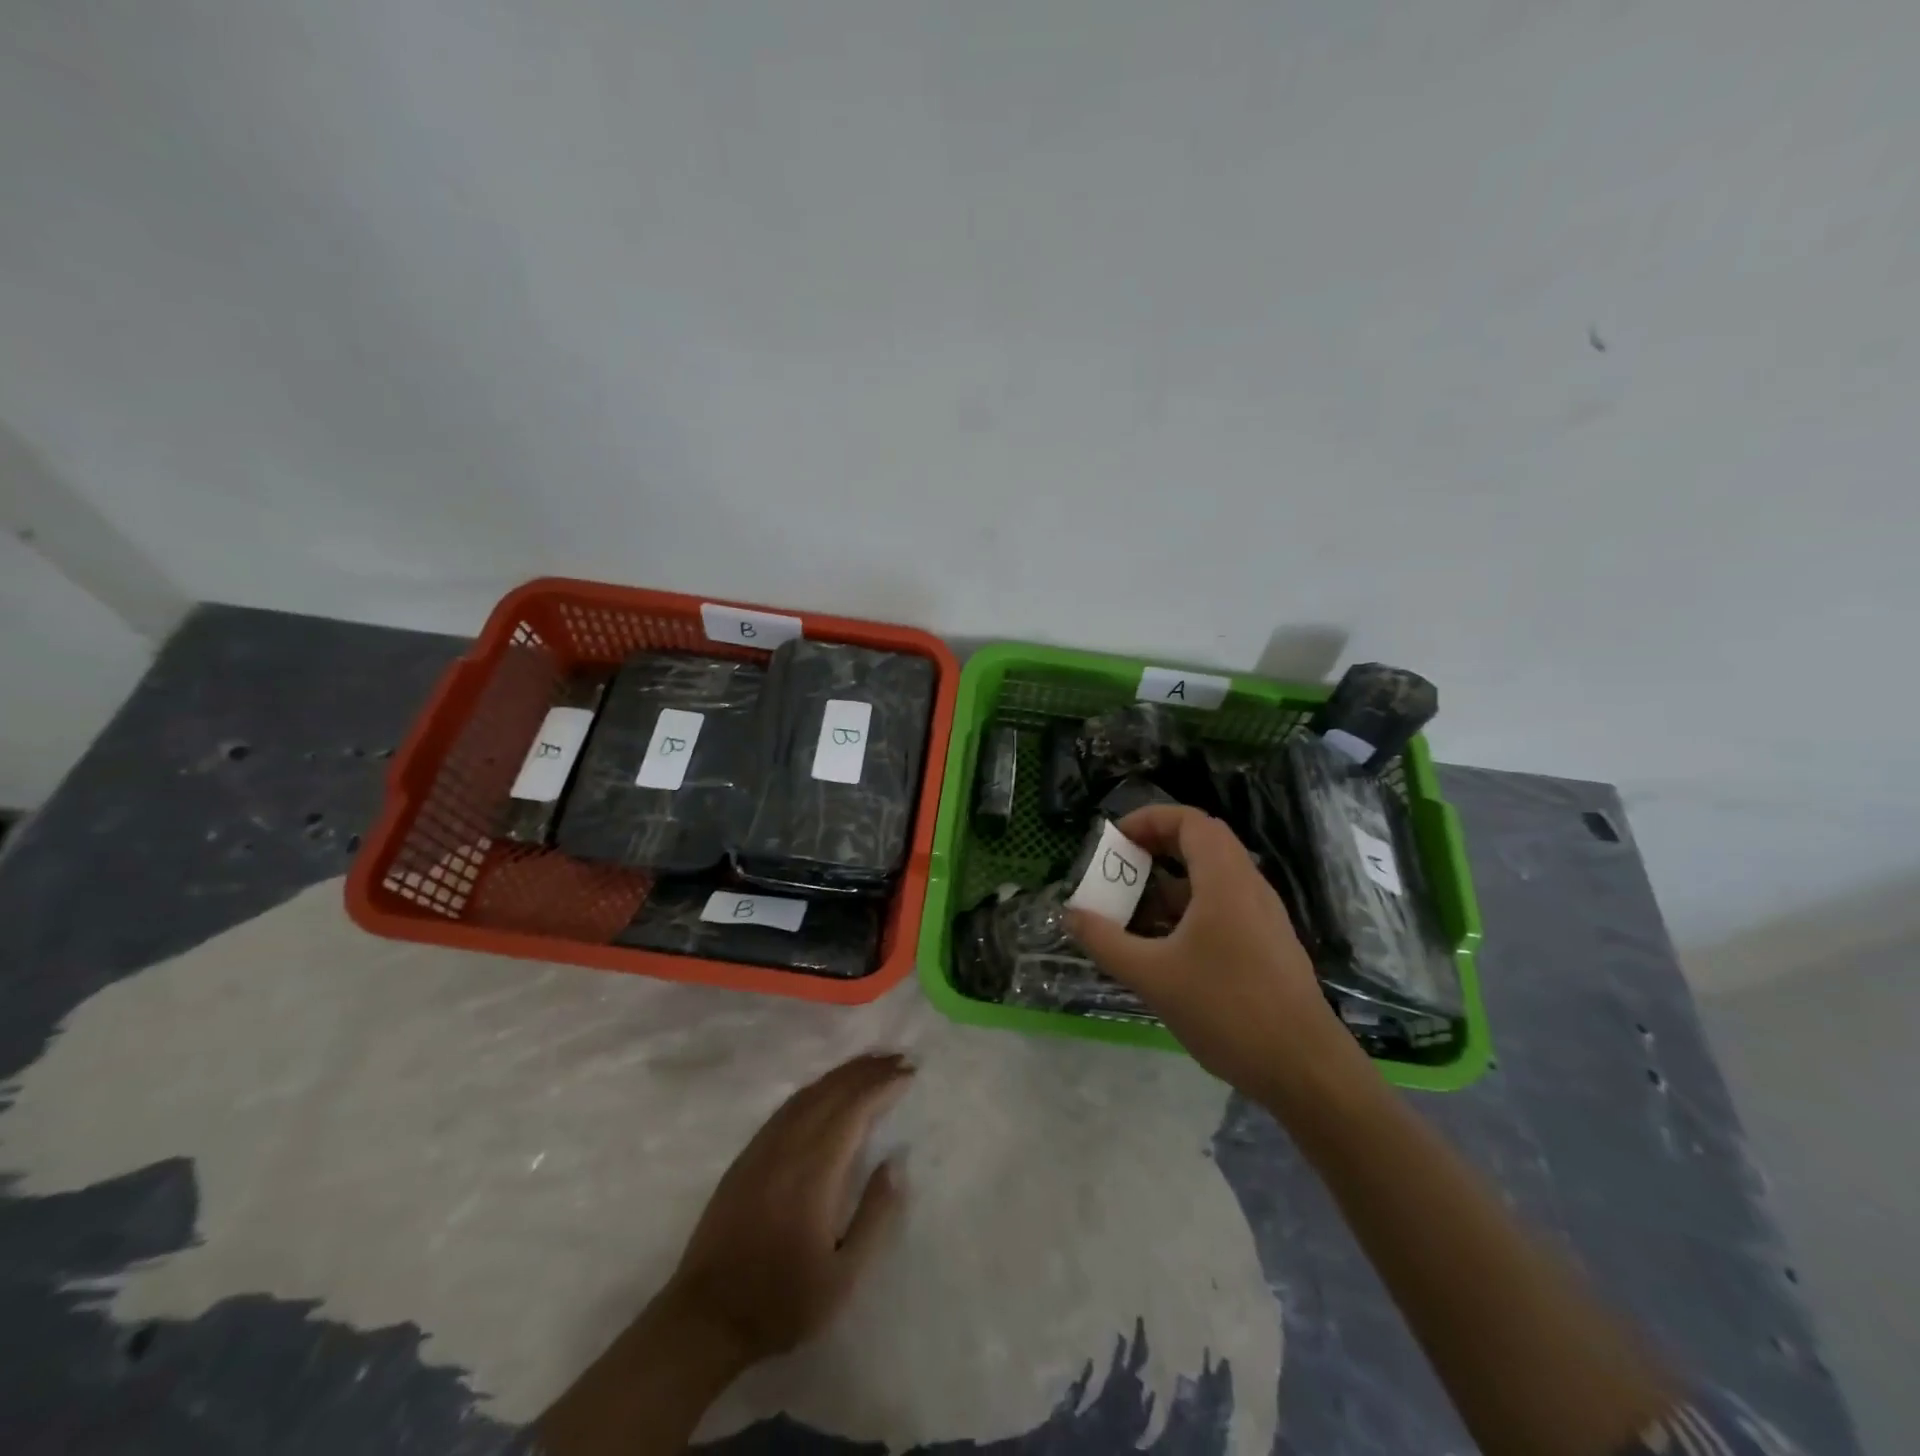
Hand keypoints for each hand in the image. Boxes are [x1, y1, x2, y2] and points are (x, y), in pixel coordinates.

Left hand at [538, 1054, 911, 1455]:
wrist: (704, 1320)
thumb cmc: (781, 1302)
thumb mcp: (843, 1277)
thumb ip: (875, 1215)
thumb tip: (896, 1161)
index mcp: (815, 1170)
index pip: (854, 1109)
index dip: (882, 1085)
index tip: (909, 1071)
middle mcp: (789, 1146)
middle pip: (832, 1092)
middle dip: (867, 1071)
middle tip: (898, 1058)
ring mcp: (763, 1147)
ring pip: (808, 1093)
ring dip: (842, 1074)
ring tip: (870, 1064)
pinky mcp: (747, 1156)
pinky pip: (788, 1106)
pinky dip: (816, 1088)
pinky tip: (827, 1090)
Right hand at [1066, 804, 1357, 1100]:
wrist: (1305, 1070)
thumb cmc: (1227, 1011)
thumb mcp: (1153, 977)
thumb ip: (1106, 942)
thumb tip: (1070, 915)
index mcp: (1225, 881)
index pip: (1190, 821)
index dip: (1149, 819)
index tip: (1115, 840)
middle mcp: (1249, 887)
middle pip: (1201, 844)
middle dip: (1155, 849)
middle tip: (1119, 869)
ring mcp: (1262, 917)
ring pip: (1211, 879)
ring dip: (1169, 885)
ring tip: (1132, 911)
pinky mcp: (1266, 944)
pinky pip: (1222, 907)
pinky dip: (1188, 911)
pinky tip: (1164, 948)